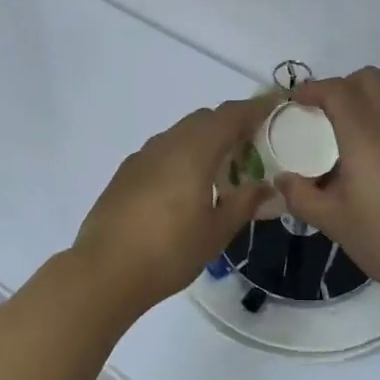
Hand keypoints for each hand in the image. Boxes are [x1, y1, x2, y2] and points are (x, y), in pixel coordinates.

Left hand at [73, 95, 276, 316]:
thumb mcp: (216, 231)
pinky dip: (182, 156)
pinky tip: (186, 188)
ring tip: (221, 172)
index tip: (275, 109)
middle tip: (253, 148)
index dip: (255, 109)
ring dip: (204, 142)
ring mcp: (141, 156)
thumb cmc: (168, 251)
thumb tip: (267, 187)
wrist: (104, 271)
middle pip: (204, 120)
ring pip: (180, 134)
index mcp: (193, 150)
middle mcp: (166, 143)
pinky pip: (162, 152)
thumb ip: (244, 203)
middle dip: (230, 126)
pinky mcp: (125, 173)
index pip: (230, 115)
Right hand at [274, 67, 379, 306]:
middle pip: (367, 80)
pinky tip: (354, 175)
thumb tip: (283, 180)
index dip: (310, 90)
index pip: (337, 89)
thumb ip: (302, 197)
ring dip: (353, 112)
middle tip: (314, 118)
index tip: (289, 107)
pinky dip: (368, 135)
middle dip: (337, 88)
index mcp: (365, 134)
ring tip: (327, 150)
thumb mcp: (334, 222)